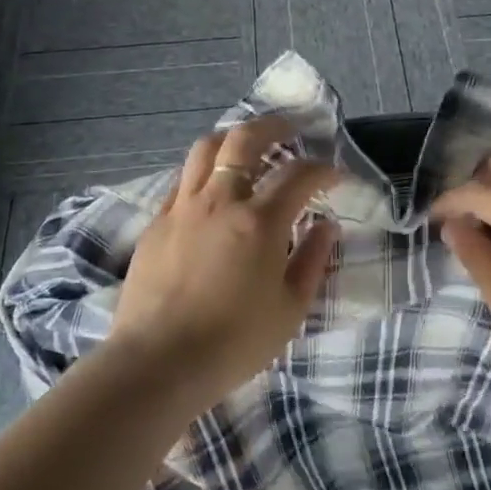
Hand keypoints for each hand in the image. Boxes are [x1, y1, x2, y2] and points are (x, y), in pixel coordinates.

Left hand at [109, 115, 339, 411]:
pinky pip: (182, 178)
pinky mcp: (157, 222)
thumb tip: (326, 226)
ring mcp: (183, 207)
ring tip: (246, 145)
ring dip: (232, 138)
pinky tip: (211, 186)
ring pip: (206, 149)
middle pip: (245, 140)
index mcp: (260, 221)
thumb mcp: (290, 309)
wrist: (158, 362)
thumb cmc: (234, 342)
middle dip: (273, 126)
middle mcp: (220, 200)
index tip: (334, 175)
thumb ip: (313, 260)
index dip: (322, 169)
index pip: (298, 175)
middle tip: (289, 129)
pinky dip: (203, 170)